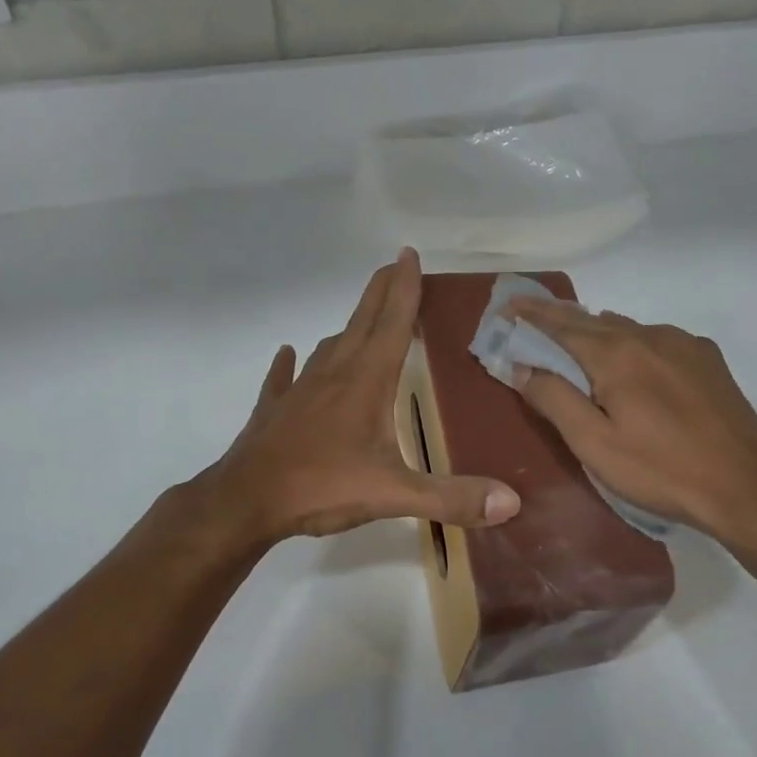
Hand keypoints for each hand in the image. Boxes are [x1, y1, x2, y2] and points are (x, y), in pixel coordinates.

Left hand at [193, 250, 520, 544]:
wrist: (244, 502)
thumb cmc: (322, 488)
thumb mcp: (393, 494)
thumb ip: (451, 497)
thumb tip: (511, 502)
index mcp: (365, 383)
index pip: (391, 324)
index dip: (403, 289)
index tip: (408, 254)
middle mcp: (333, 375)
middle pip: (361, 323)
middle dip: (380, 292)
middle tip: (393, 266)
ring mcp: (299, 391)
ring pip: (329, 348)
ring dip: (349, 328)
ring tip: (363, 319)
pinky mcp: (275, 411)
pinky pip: (284, 378)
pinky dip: (291, 364)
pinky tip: (289, 354)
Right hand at [506, 298, 756, 542]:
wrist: (746, 485)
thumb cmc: (661, 470)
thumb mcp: (595, 444)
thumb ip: (555, 400)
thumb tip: (521, 367)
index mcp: (615, 354)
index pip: (559, 325)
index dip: (529, 316)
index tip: (505, 307)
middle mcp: (648, 335)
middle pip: (591, 320)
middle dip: (556, 318)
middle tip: (527, 315)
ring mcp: (683, 343)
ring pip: (625, 328)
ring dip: (593, 331)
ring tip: (573, 341)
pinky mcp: (707, 358)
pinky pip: (655, 339)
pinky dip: (629, 342)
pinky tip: (630, 363)